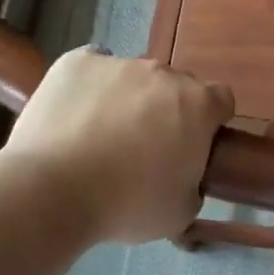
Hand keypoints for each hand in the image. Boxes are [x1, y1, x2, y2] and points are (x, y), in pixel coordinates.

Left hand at [1, 48, 233, 244]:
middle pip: (175, 86)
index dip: (210, 122)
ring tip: (99, 136)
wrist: (52, 191)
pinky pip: (92, 67)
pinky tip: (75, 115)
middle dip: (167, 110)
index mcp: (198, 105)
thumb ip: (193, 185)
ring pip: (132, 77)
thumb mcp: (179, 212)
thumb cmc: (127, 204)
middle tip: (145, 148)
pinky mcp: (77, 62)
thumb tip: (185, 178)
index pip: (221, 100)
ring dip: (127, 99)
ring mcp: (119, 63)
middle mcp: (164, 73)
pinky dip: (89, 86)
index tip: (193, 145)